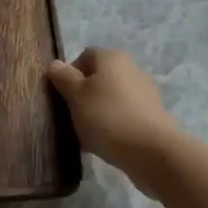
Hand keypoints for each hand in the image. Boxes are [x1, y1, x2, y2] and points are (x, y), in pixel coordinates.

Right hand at [47, 48, 189, 194]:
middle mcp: (130, 68)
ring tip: (88, 135)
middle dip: (83, 96)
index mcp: (111, 57)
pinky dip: (114, 125)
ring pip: (111, 98)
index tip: (61, 97)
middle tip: (72, 117)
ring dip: (98, 112)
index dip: (69, 75)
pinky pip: (124, 115)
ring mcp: (144, 92)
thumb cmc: (107, 117)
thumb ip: (64, 78)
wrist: (152, 151)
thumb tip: (54, 64)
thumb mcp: (76, 96)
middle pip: (98, 78)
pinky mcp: (152, 115)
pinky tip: (106, 143)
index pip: (84, 57)